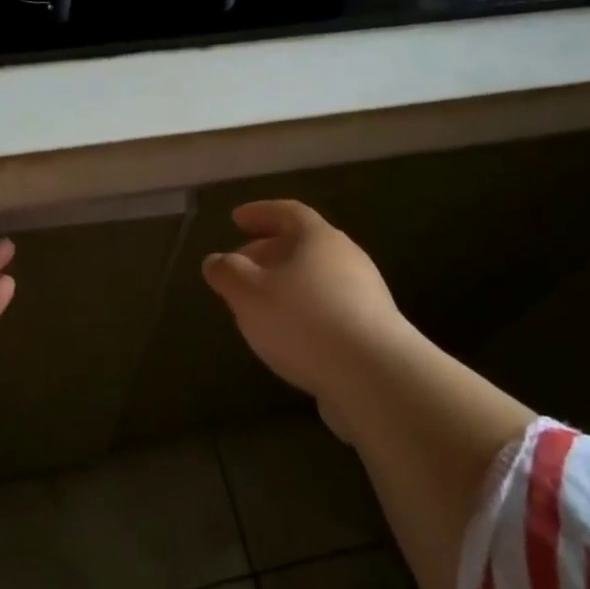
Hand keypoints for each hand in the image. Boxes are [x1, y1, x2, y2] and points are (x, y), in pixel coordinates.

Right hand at [201, 200, 418, 436]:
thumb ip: (227, 273)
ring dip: (284, 285)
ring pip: (315, 279)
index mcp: (318, 238)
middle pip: (302, 245)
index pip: (287, 212)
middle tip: (240, 267)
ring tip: (258, 305)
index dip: (259, 213)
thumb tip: (215, 261)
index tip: (236, 219)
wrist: (374, 376)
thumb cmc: (303, 321)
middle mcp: (346, 257)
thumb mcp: (249, 294)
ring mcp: (364, 294)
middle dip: (267, 253)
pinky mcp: (371, 329)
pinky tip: (286, 336)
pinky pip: (328, 308)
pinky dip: (302, 311)